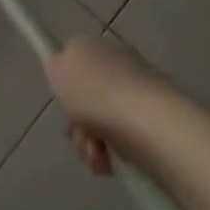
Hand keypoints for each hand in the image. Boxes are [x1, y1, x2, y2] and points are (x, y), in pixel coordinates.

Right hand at [45, 35, 176, 175]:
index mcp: (101, 48)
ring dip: (89, 143)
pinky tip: (110, 161)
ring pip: (100, 124)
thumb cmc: (97, 92)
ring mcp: (139, 97)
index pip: (77, 61)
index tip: (64, 99)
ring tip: (95, 152)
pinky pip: (121, 143)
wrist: (148, 122)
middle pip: (87, 98)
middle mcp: (122, 67)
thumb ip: (56, 64)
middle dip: (76, 121)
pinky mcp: (153, 127)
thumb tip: (62, 66)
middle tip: (77, 131)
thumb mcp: (59, 68)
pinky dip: (110, 155)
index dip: (66, 83)